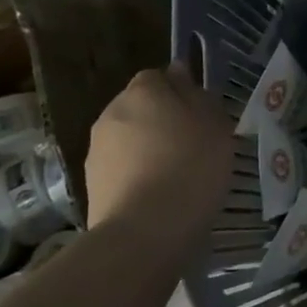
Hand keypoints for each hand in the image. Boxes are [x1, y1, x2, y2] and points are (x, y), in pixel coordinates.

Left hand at [85, 64, 231, 238]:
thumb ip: (197, 95)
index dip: (179, 92)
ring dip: (147, 149)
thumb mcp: (214, 124)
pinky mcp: (91, 185)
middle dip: (161, 120)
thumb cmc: (190, 166)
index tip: (200, 115)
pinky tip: (158, 196)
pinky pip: (121, 169)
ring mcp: (96, 150)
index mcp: (143, 91)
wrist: (144, 232)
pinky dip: (136, 175)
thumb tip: (178, 74)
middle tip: (192, 144)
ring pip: (128, 139)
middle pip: (140, 107)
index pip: (157, 76)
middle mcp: (112, 112)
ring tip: (176, 175)